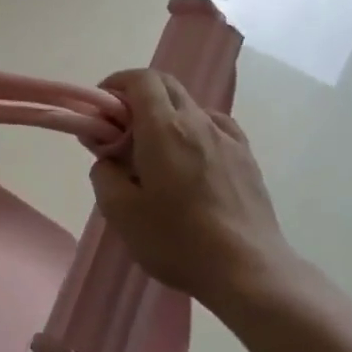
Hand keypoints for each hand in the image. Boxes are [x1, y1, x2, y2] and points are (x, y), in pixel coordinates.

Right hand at [89, 69, 296, 313]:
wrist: (249, 271)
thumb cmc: (178, 240)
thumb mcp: (121, 213)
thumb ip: (104, 175)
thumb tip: (108, 160)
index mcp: (164, 128)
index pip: (141, 79)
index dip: (117, 84)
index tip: (102, 109)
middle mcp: (198, 121)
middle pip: (166, 85)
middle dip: (139, 96)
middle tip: (121, 129)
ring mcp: (228, 138)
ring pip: (191, 106)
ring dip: (167, 115)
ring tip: (157, 152)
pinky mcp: (247, 159)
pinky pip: (215, 127)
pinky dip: (195, 130)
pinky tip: (192, 161)